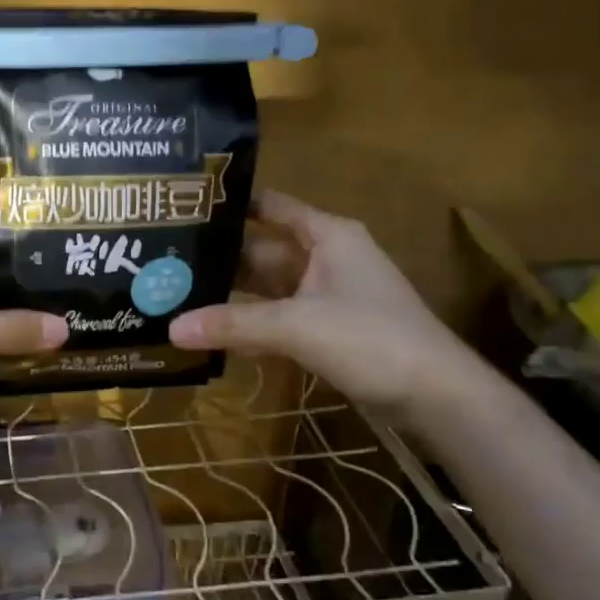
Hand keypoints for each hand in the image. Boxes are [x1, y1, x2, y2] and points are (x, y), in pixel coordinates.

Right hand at [169, 190, 476, 411]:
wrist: (437, 396)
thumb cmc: (371, 339)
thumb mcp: (296, 326)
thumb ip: (233, 325)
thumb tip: (171, 328)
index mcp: (327, 235)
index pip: (270, 206)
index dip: (231, 203)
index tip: (183, 205)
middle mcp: (326, 257)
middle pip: (262, 249)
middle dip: (219, 255)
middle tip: (163, 258)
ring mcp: (327, 294)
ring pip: (268, 286)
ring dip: (230, 292)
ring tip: (175, 291)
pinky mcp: (327, 328)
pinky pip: (277, 316)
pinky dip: (249, 321)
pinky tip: (210, 329)